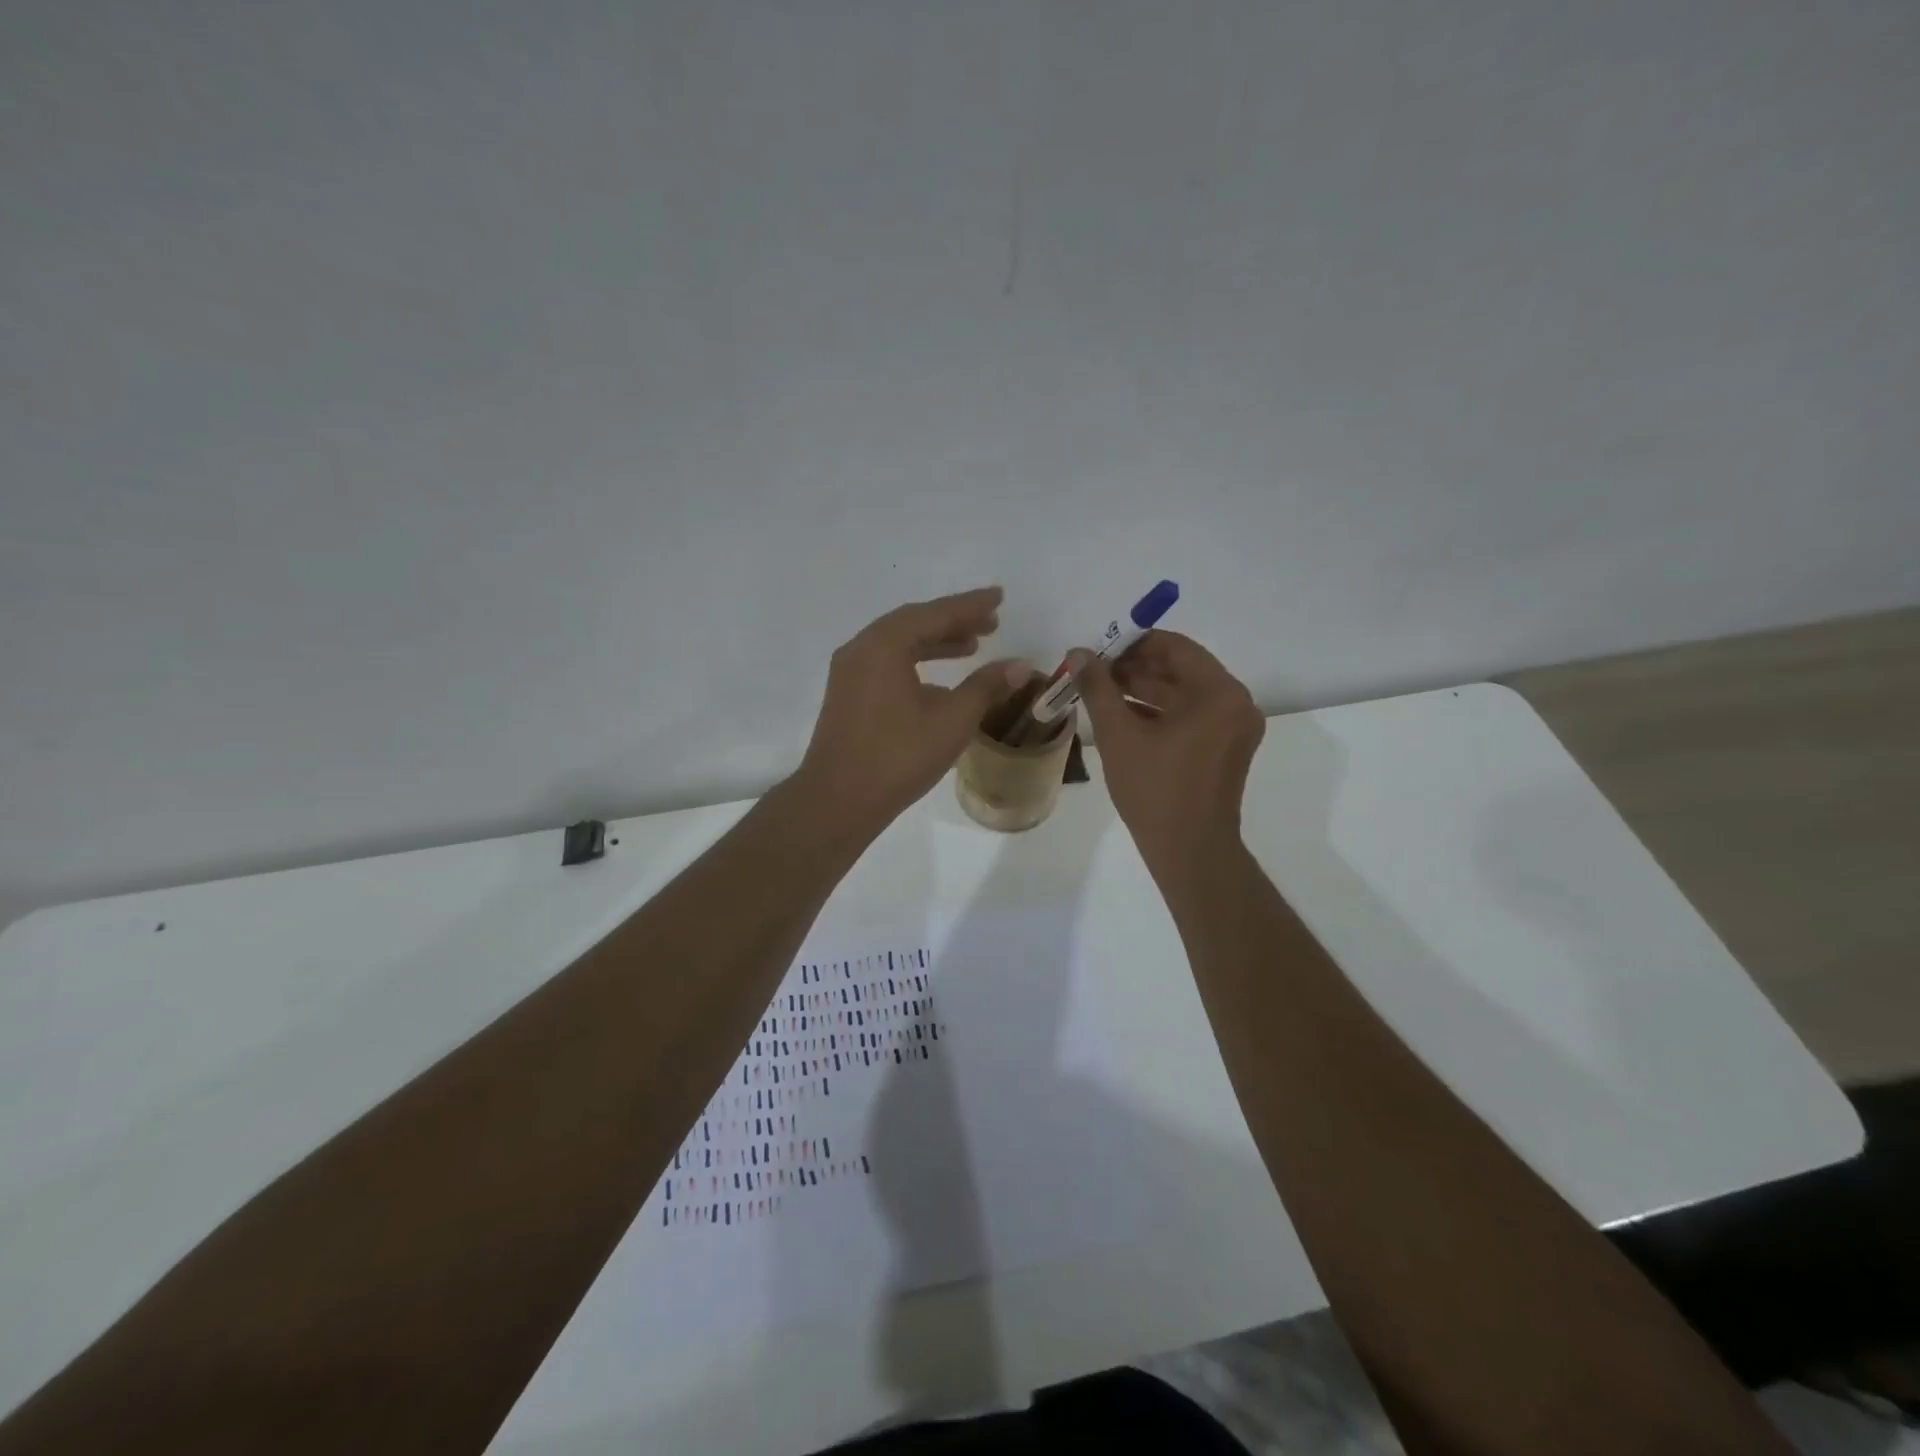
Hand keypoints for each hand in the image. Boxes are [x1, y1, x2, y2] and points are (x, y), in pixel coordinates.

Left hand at [796, 587, 1031, 832]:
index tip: (999, 597)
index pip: (934, 613)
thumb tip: (1020, 665)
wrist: (837, 801)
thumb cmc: (898, 757)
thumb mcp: (952, 720)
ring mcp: (849, 672)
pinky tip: (941, 681)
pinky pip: (886, 663)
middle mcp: (862, 649)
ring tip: (972, 647)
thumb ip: (986, 687)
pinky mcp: (847, 695)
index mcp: (884, 645)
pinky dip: (916, 662)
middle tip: (991, 623)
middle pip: (914, 623)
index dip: (970, 605)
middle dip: (953, 621)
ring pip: (898, 644)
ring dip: (935, 642)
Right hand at [1070, 631, 1264, 869]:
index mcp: (1219, 693)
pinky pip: (1190, 717)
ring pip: (1183, 694)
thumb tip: (1079, 652)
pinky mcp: (1225, 749)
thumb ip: (1098, 688)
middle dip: (1135, 668)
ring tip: (1100, 694)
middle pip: (1181, 669)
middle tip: (1094, 673)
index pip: (1175, 647)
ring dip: (1143, 690)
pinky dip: (1159, 713)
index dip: (1133, 644)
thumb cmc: (1155, 790)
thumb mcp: (1119, 734)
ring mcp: (1233, 728)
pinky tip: (1121, 717)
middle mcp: (1235, 703)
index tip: (1099, 651)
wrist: (1189, 852)